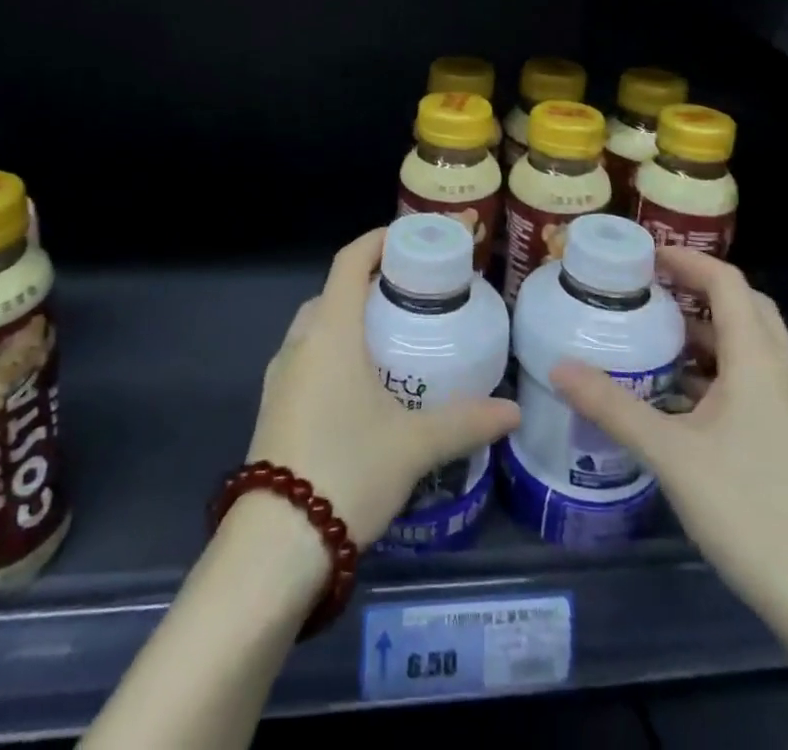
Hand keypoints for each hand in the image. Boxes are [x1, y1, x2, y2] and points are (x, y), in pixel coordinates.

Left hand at [244, 227, 520, 550]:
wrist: (273, 546)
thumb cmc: (347, 470)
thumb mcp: (414, 445)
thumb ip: (466, 421)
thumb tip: (514, 411)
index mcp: (330, 333)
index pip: (348, 263)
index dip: (375, 242)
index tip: (407, 239)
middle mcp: (299, 344)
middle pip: (332, 293)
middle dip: (368, 285)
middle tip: (410, 297)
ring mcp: (280, 377)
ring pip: (316, 328)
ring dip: (348, 321)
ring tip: (391, 340)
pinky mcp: (273, 408)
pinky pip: (306, 359)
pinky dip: (333, 353)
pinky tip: (362, 388)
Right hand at [550, 246, 787, 618]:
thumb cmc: (748, 509)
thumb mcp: (669, 454)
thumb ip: (612, 406)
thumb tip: (559, 366)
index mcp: (759, 360)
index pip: (726, 282)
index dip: (686, 260)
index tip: (642, 257)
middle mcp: (782, 372)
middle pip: (744, 305)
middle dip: (697, 289)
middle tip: (648, 291)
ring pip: (750, 344)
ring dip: (707, 330)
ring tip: (655, 336)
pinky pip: (753, 377)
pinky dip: (717, 367)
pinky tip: (679, 396)